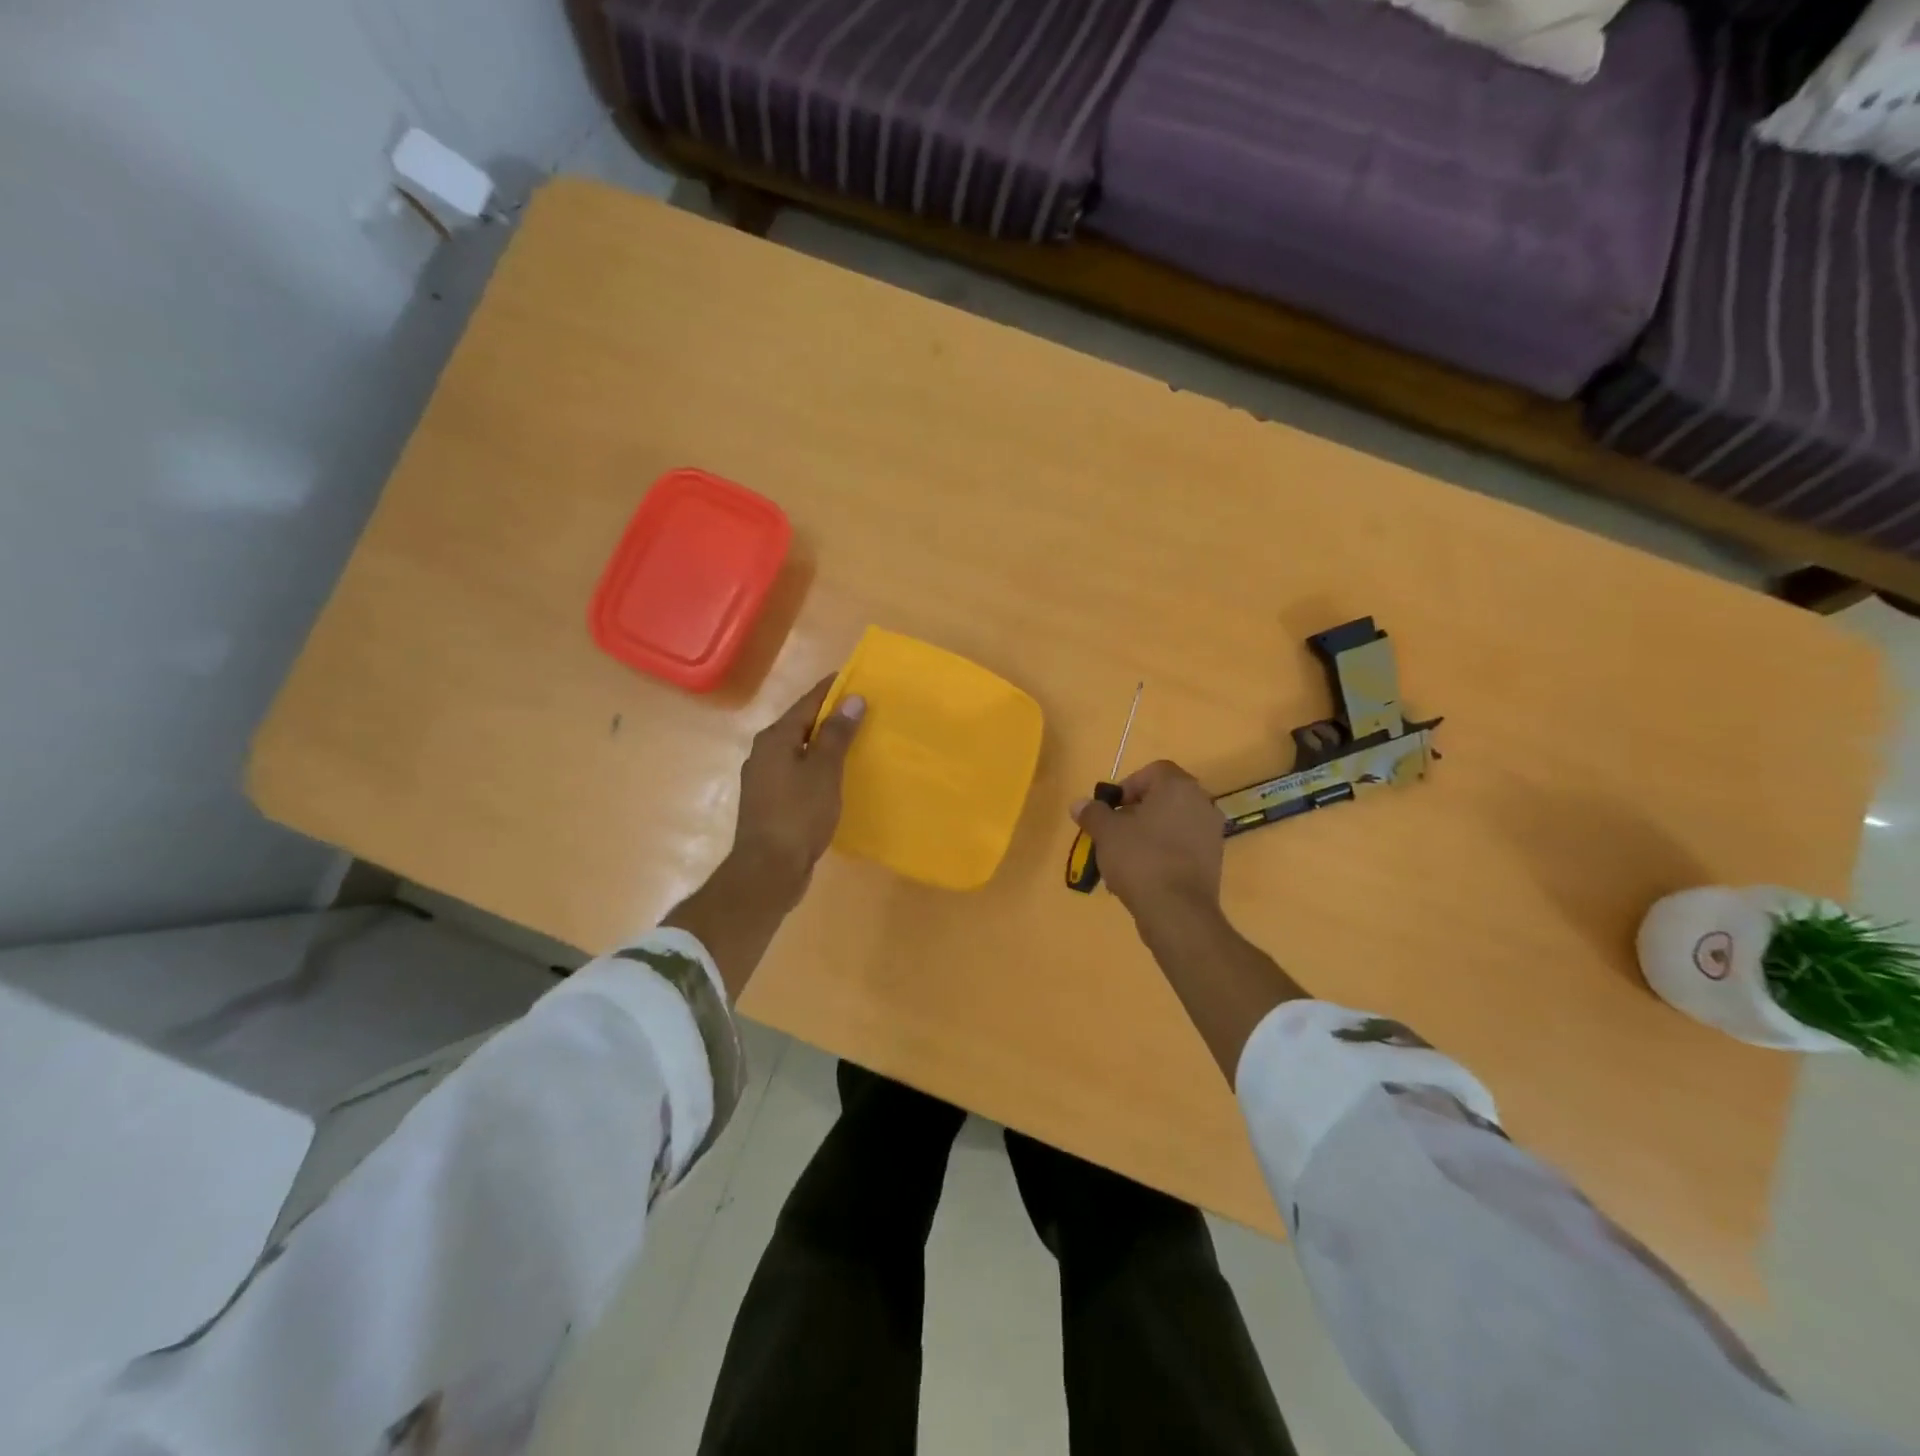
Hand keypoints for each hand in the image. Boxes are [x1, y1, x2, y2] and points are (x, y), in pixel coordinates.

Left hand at [731, 675, 865, 904]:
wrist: (768, 870)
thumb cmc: (798, 814)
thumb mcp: (824, 770)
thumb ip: (837, 734)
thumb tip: (852, 698)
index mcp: (774, 738)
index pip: (807, 703)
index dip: (831, 690)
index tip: (855, 677)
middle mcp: (764, 753)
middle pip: (801, 725)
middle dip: (829, 717)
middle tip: (862, 710)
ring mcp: (764, 779)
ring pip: (799, 751)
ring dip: (823, 745)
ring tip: (854, 741)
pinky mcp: (770, 803)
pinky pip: (797, 773)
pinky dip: (817, 768)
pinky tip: (834, 777)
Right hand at [1071, 760, 1223, 922]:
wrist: (1177, 911)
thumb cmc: (1140, 859)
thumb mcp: (1106, 833)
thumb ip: (1093, 813)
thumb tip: (1079, 804)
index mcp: (1179, 787)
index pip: (1153, 771)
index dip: (1128, 785)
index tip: (1111, 808)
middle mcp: (1201, 803)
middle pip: (1163, 797)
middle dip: (1136, 811)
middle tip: (1114, 831)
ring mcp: (1211, 833)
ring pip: (1172, 823)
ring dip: (1148, 833)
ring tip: (1124, 857)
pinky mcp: (1213, 861)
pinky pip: (1182, 846)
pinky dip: (1163, 852)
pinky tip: (1143, 874)